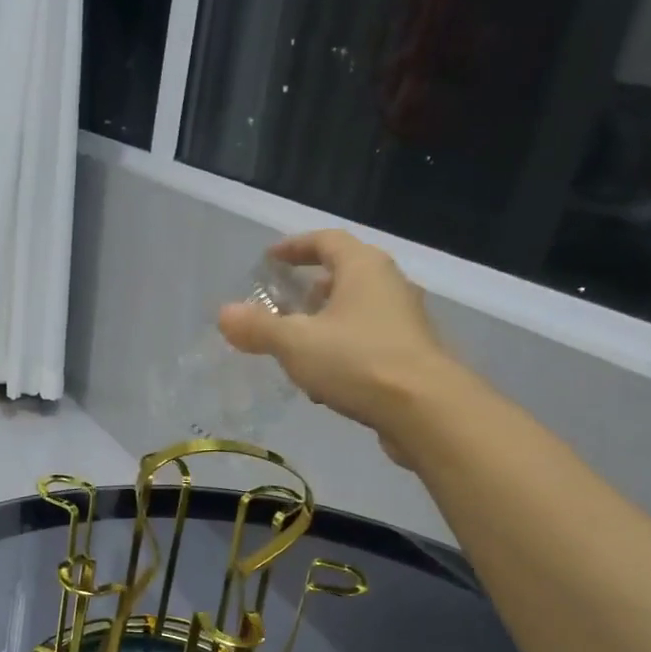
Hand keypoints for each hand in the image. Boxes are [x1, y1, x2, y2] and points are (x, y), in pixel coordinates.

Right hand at [218, 228, 460, 457]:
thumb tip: (225, 314)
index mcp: (363, 268)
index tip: (270, 259)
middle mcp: (389, 285)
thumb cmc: (358, 362)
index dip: (295, 247)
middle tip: (282, 306)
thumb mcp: (297, 344)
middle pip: (344, 276)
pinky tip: (324, 383)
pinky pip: (367, 343)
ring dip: (325, 325)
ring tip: (297, 347)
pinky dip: (342, 352)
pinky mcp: (410, 356)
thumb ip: (259, 328)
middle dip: (310, 290)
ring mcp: (404, 321)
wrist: (425, 410)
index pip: (326, 241)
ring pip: (356, 313)